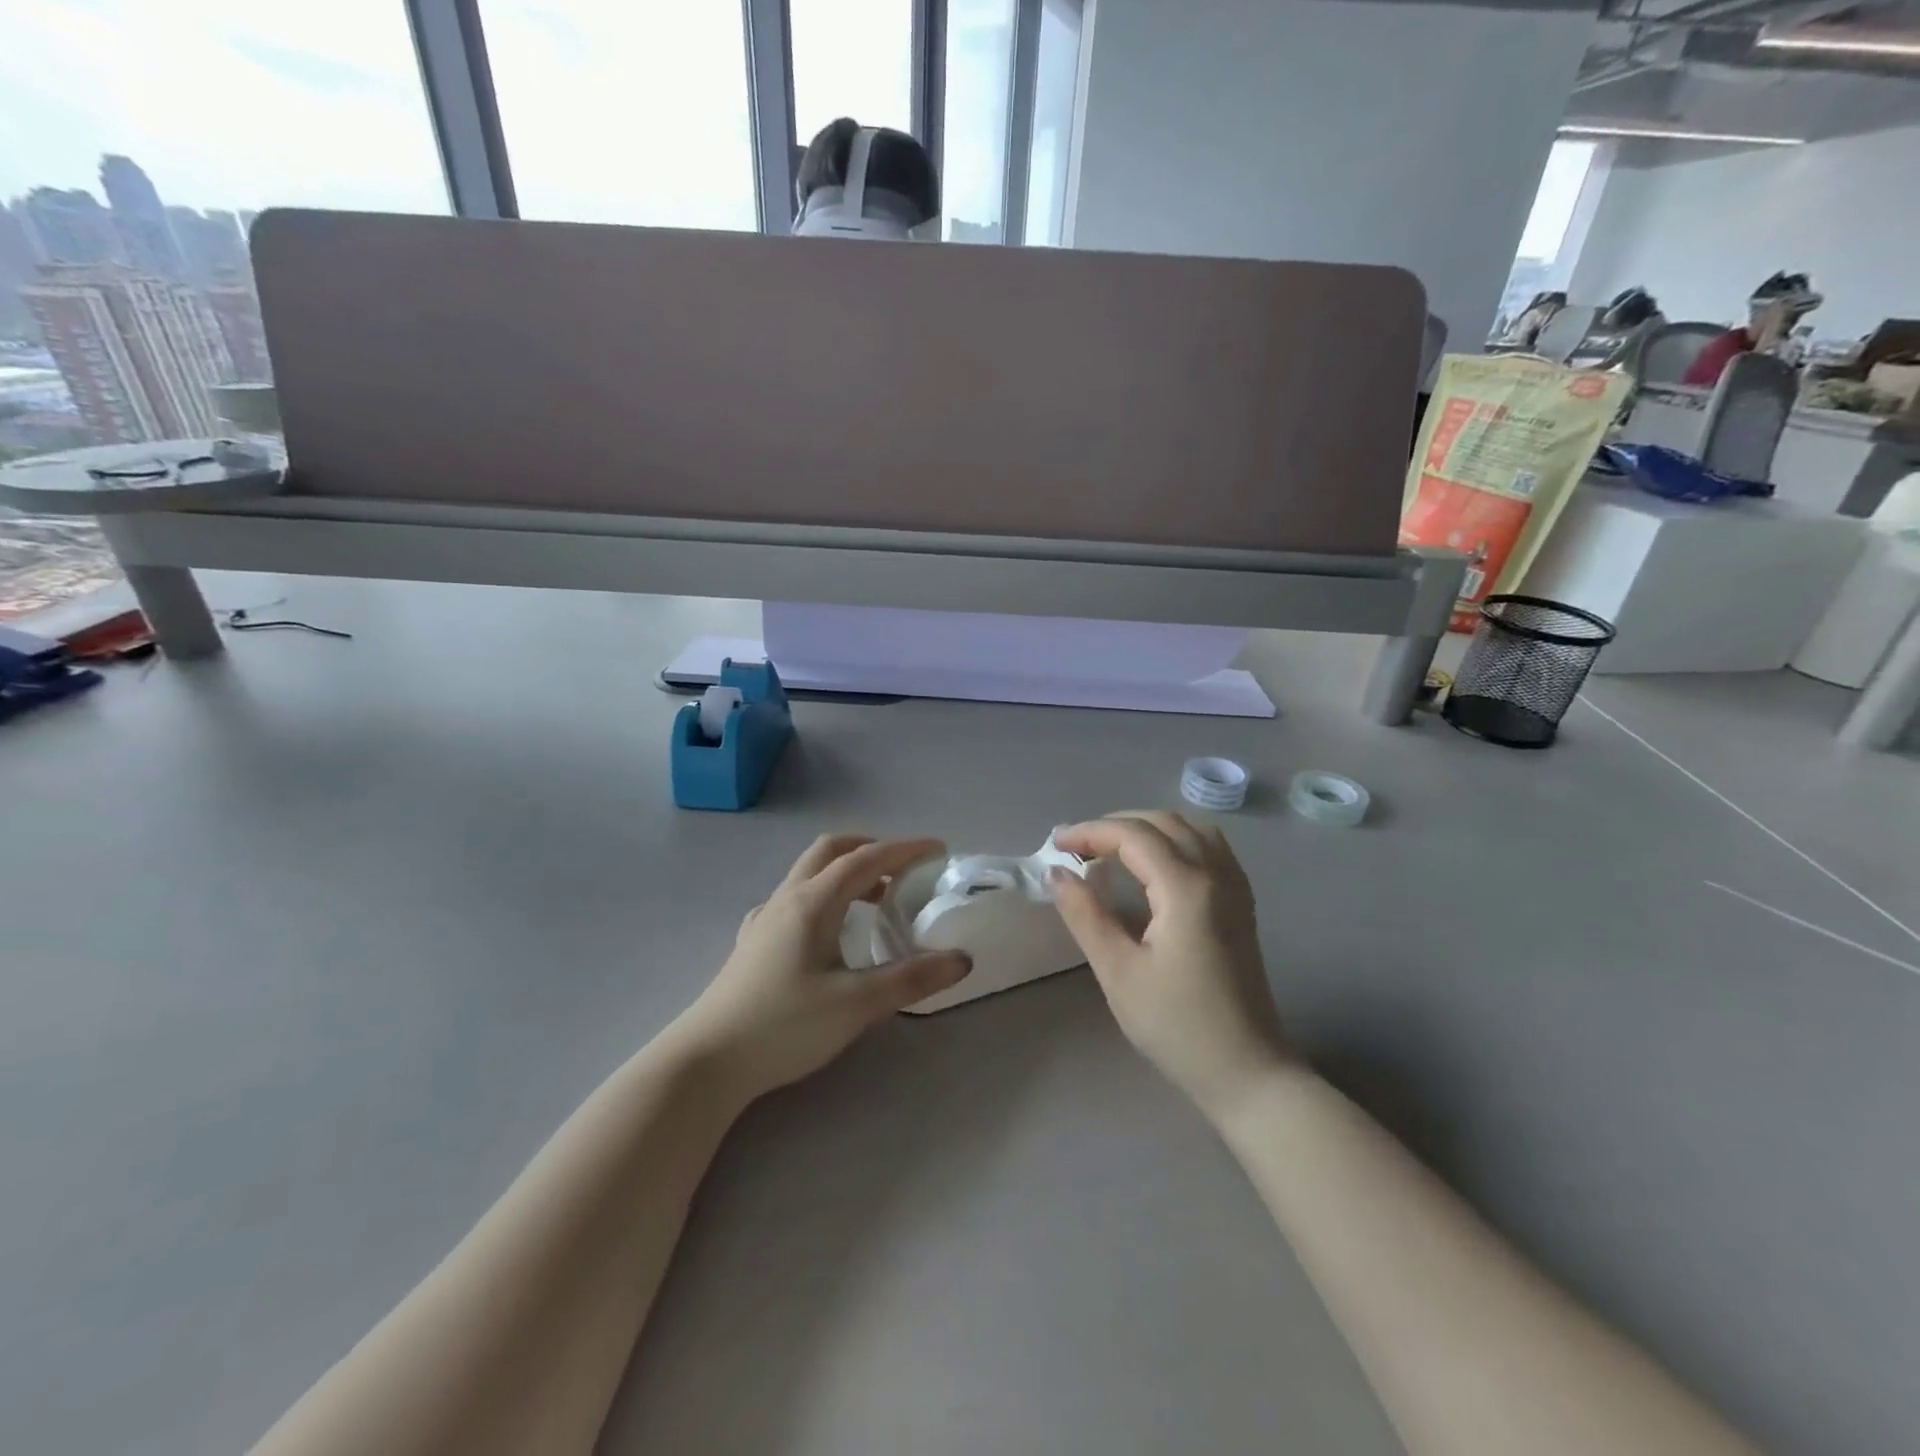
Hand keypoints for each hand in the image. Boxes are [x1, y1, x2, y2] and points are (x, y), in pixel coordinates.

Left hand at [670, 834, 971, 1102]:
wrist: (707, 1061)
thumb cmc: (784, 1026)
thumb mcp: (857, 1005)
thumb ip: (912, 979)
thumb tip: (962, 959)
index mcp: (814, 902)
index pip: (866, 859)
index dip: (905, 849)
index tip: (938, 849)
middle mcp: (787, 899)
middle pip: (830, 851)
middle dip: (870, 848)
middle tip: (903, 867)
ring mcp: (765, 919)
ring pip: (809, 874)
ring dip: (846, 872)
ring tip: (876, 899)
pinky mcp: (753, 942)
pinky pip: (793, 899)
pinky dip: (822, 896)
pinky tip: (827, 930)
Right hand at [1051, 812, 1293, 1118]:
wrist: (1247, 1072)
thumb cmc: (1177, 1025)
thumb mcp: (1118, 972)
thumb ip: (1085, 915)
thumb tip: (1056, 874)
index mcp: (1186, 888)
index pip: (1132, 835)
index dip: (1089, 832)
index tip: (1054, 846)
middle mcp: (1215, 874)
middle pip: (1162, 822)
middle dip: (1114, 825)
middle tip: (1076, 848)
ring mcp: (1235, 887)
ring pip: (1189, 829)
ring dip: (1146, 828)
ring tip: (1111, 850)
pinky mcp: (1241, 904)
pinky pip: (1209, 847)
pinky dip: (1175, 840)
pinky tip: (1155, 865)